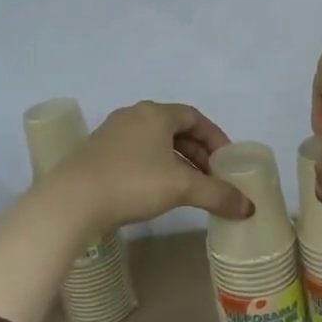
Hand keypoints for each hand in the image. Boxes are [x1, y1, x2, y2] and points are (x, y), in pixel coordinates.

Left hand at [50, 101, 251, 233]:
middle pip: (175, 129)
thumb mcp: (182, 188)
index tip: (226, 160)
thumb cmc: (132, 183)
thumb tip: (249, 208)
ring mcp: (111, 134)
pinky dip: (154, 167)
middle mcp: (133, 116)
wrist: (71, 202)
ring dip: (176, 162)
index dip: (215, 137)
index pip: (194, 117)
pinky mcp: (95, 154)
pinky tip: (157, 191)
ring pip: (154, 143)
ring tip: (189, 187)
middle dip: (198, 153)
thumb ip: (218, 194)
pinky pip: (136, 154)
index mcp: (155, 114)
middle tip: (212, 177)